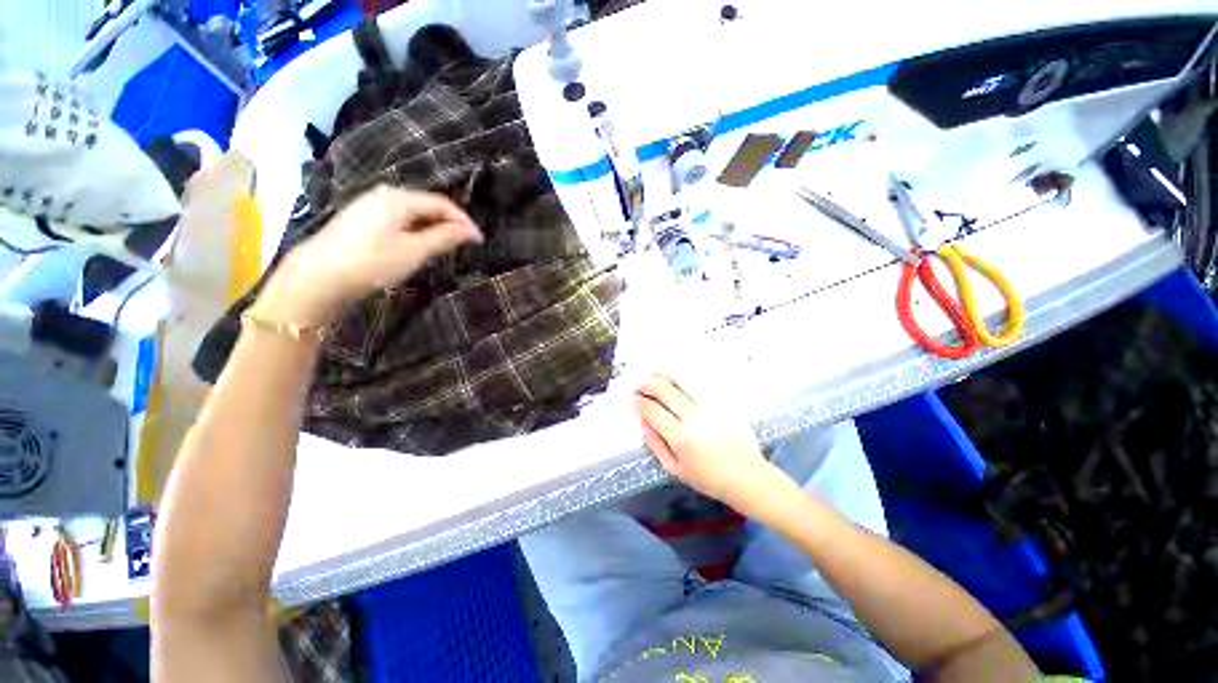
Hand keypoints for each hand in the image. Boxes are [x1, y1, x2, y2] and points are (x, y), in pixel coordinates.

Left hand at [260, 186, 480, 323]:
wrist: (319, 276)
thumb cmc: (372, 262)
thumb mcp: (415, 251)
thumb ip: (444, 237)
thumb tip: (470, 231)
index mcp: (398, 198)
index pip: (441, 203)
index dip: (463, 221)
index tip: (479, 240)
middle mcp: (383, 195)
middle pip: (426, 205)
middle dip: (448, 224)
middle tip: (463, 245)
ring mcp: (369, 206)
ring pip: (412, 213)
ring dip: (432, 228)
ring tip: (444, 248)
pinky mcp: (360, 219)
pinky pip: (398, 220)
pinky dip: (414, 231)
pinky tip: (416, 247)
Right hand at [633, 375, 779, 510]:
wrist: (747, 476)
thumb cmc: (708, 478)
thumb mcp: (675, 469)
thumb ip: (655, 444)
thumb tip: (643, 422)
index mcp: (681, 438)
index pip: (652, 411)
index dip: (639, 401)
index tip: (633, 399)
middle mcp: (694, 418)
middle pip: (665, 391)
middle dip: (647, 385)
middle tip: (640, 386)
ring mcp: (710, 408)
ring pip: (682, 382)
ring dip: (664, 377)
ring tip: (655, 377)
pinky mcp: (722, 403)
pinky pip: (699, 385)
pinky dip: (683, 380)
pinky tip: (676, 381)